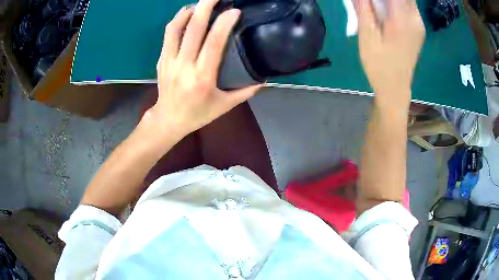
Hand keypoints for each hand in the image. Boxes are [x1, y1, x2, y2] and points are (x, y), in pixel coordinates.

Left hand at [149, 0, 261, 136]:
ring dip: (188, 11)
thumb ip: (245, 91)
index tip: (235, 11)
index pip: (213, 43)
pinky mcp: (162, 60)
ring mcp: (170, 61)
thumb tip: (263, 78)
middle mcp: (184, 66)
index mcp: (202, 77)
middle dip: (205, 7)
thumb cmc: (198, 114)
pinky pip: (168, 35)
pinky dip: (178, 21)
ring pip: (175, 28)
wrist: (168, 120)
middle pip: (193, 29)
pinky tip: (187, 15)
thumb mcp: (225, 106)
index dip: (224, 23)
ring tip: (200, 4)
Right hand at [356, 0, 424, 100]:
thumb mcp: (367, 36)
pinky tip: (387, 6)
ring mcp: (419, 24)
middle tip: (372, 2)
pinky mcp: (418, 28)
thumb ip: (364, 8)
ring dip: (393, 0)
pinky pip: (409, 5)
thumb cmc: (379, 65)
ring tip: (378, 5)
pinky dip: (398, 2)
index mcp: (402, 20)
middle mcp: (415, 19)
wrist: (396, 88)